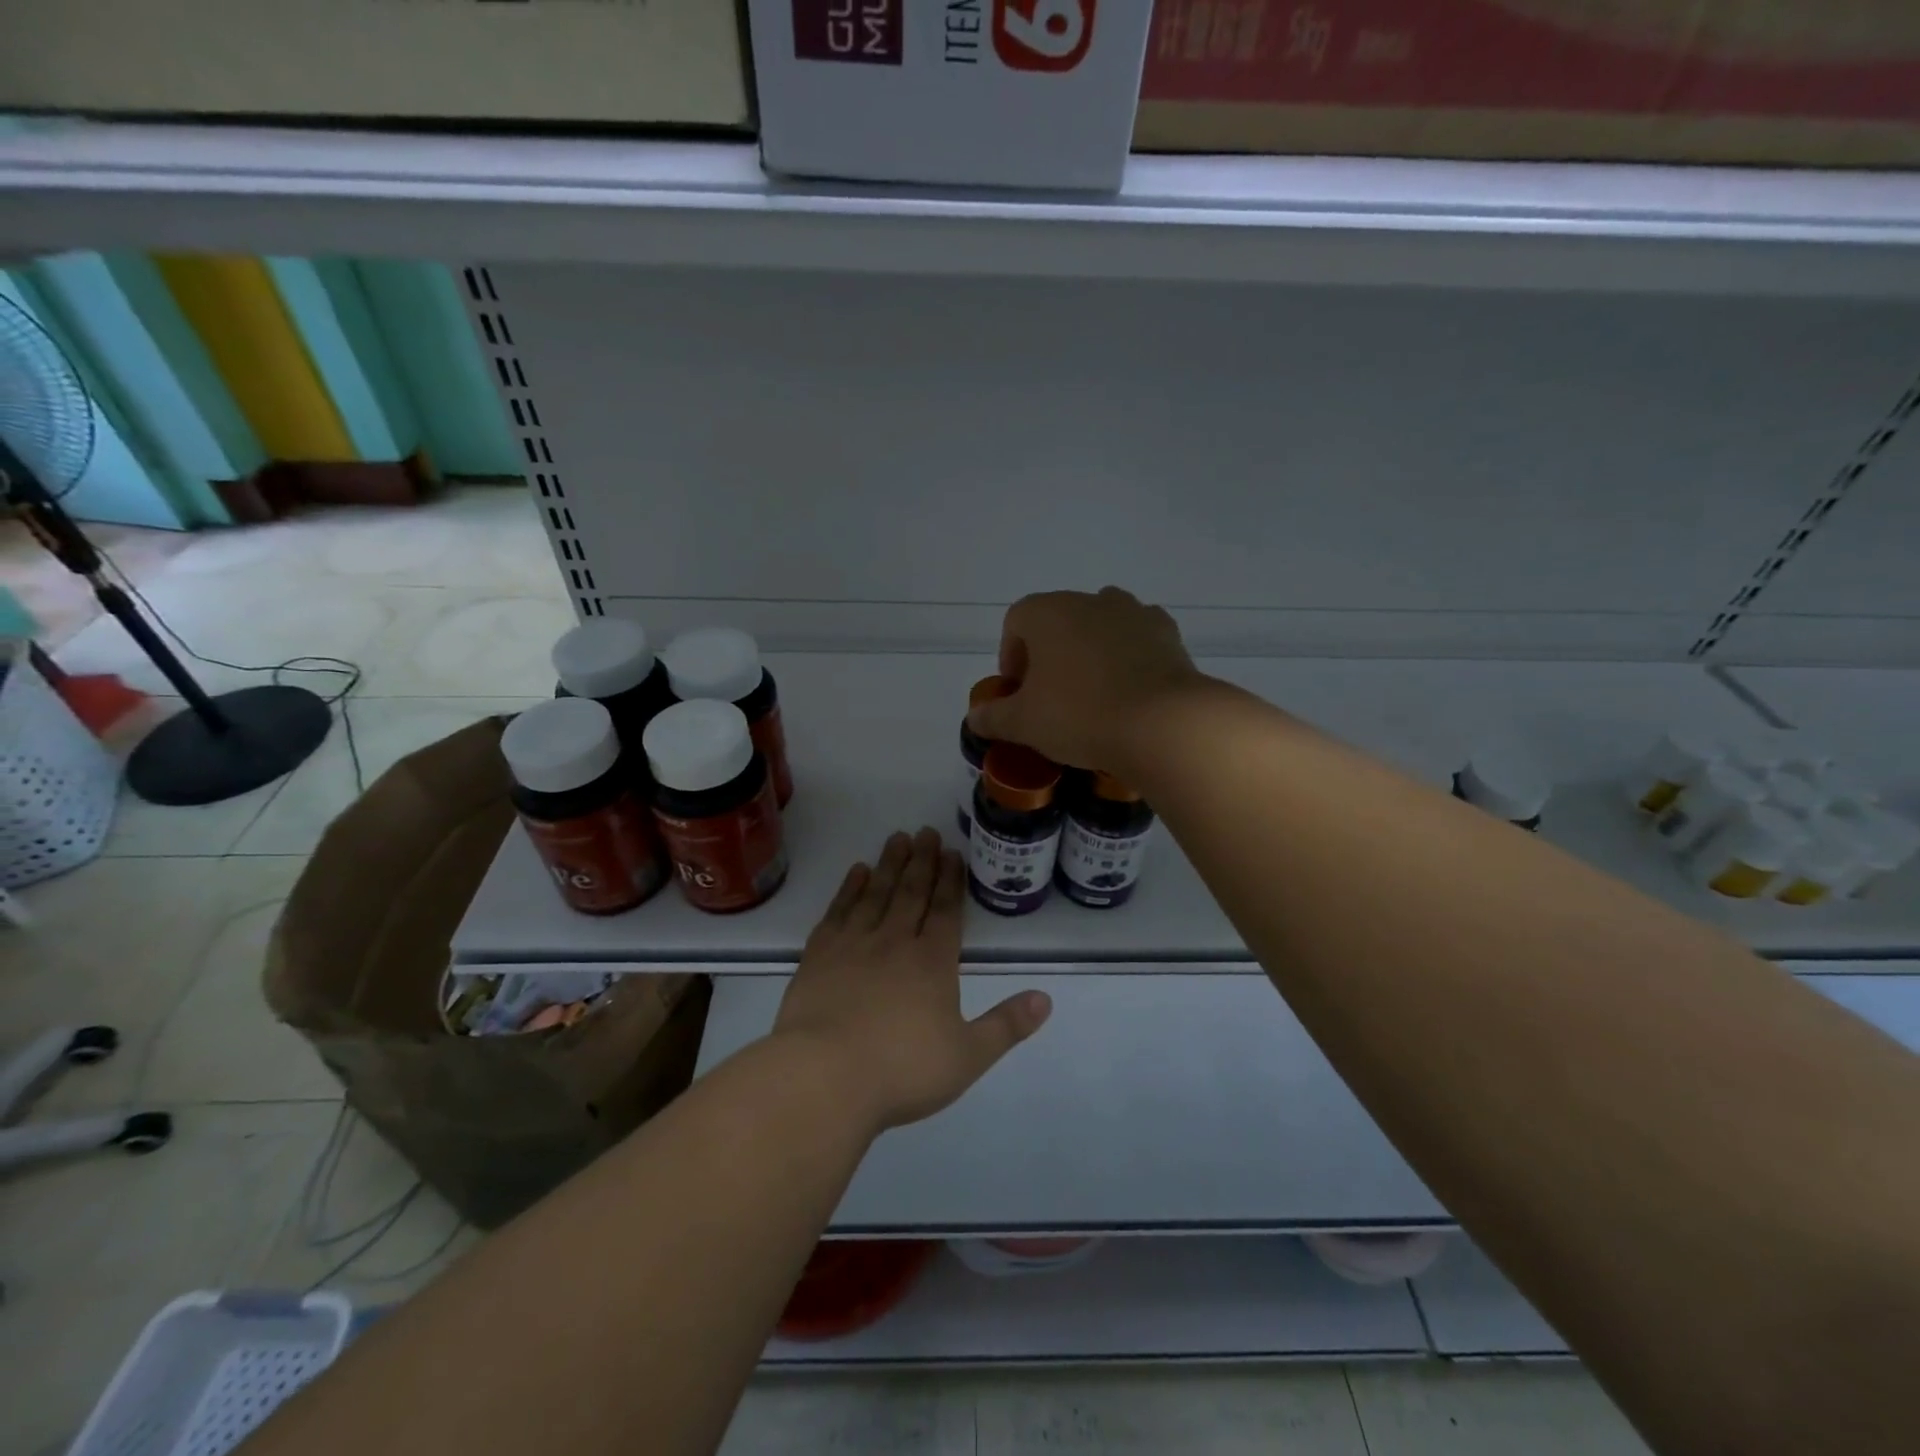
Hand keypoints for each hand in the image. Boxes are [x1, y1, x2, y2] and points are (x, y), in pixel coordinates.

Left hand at [773, 828, 1051, 1133]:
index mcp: (932, 962)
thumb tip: (1045, 998)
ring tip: (897, 839)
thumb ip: (1006, 1025)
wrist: (824, 1076)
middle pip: (911, 892)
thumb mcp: (967, 1056)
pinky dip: (849, 888)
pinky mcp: (819, 955)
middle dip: (922, 860)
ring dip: (889, 864)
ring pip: (875, 893)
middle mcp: (894, 942)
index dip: (951, 880)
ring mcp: (853, 944)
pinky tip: (856, 873)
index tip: (952, 852)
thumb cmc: (901, 1070)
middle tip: (926, 831)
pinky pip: (838, 910)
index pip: (945, 911)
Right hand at [966, 586, 1204, 772]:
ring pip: (1100, 624)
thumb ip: (994, 716)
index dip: (1011, 654)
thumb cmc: (1079, 715)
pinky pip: (1137, 637)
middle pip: (1058, 619)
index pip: (1016, 621)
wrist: (1162, 723)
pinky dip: (1128, 655)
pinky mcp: (1168, 633)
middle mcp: (1090, 600)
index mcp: (1048, 612)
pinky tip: (1129, 688)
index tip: (1017, 690)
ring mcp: (1133, 612)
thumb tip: (974, 717)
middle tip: (1050, 695)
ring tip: (1092, 690)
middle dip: (1049, 652)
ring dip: (1090, 649)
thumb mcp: (1024, 723)